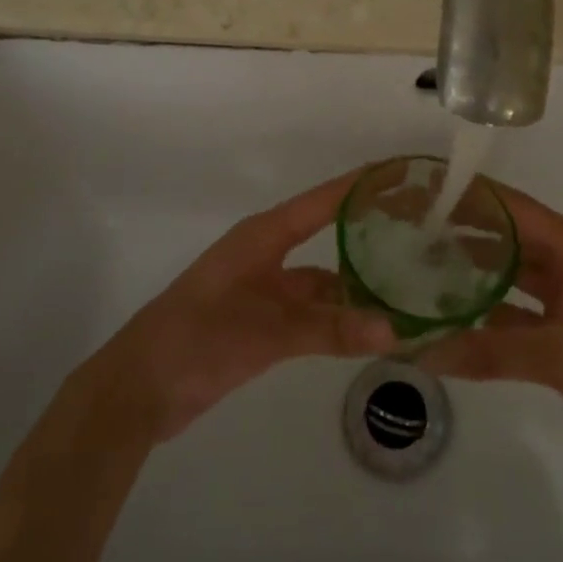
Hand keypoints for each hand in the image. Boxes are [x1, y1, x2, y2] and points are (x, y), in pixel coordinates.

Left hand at [92, 171, 396, 441]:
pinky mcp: (262, 323)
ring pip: (322, 281)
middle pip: (327, 236)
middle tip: (420, 234)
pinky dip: (339, 319)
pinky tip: (370, 328)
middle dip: (368, 234)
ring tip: (409, 287)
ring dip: (357, 286)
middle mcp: (267, 255)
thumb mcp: (268, 331)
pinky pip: (312, 313)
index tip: (401, 173)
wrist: (142, 388)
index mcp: (263, 236)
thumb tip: (395, 330)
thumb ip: (330, 329)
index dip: (359, 186)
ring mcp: (265, 290)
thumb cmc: (199, 338)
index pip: (322, 202)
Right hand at [422, 183, 562, 488]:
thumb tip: (421, 351)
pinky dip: (494, 315)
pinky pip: (524, 314)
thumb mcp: (561, 358)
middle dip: (468, 234)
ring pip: (518, 278)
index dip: (475, 198)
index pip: (518, 210)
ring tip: (424, 268)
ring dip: (478, 275)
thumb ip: (490, 351)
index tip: (427, 191)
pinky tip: (456, 318)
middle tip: (413, 231)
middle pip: (515, 240)